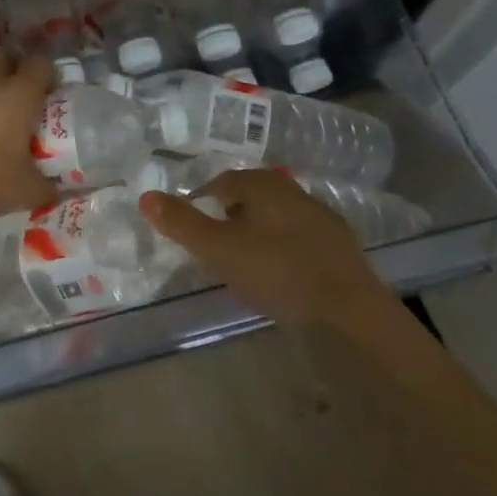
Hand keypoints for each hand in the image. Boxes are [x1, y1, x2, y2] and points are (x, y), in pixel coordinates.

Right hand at [139, 169, 398, 325]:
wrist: (351, 313)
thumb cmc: (277, 272)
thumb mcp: (218, 249)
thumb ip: (181, 223)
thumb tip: (145, 196)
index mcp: (262, 184)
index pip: (220, 182)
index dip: (201, 201)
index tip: (190, 226)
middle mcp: (292, 191)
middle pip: (250, 196)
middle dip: (229, 215)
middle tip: (214, 243)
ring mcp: (320, 218)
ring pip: (276, 216)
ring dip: (258, 231)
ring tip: (244, 261)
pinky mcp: (340, 247)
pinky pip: (299, 238)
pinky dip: (283, 249)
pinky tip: (280, 274)